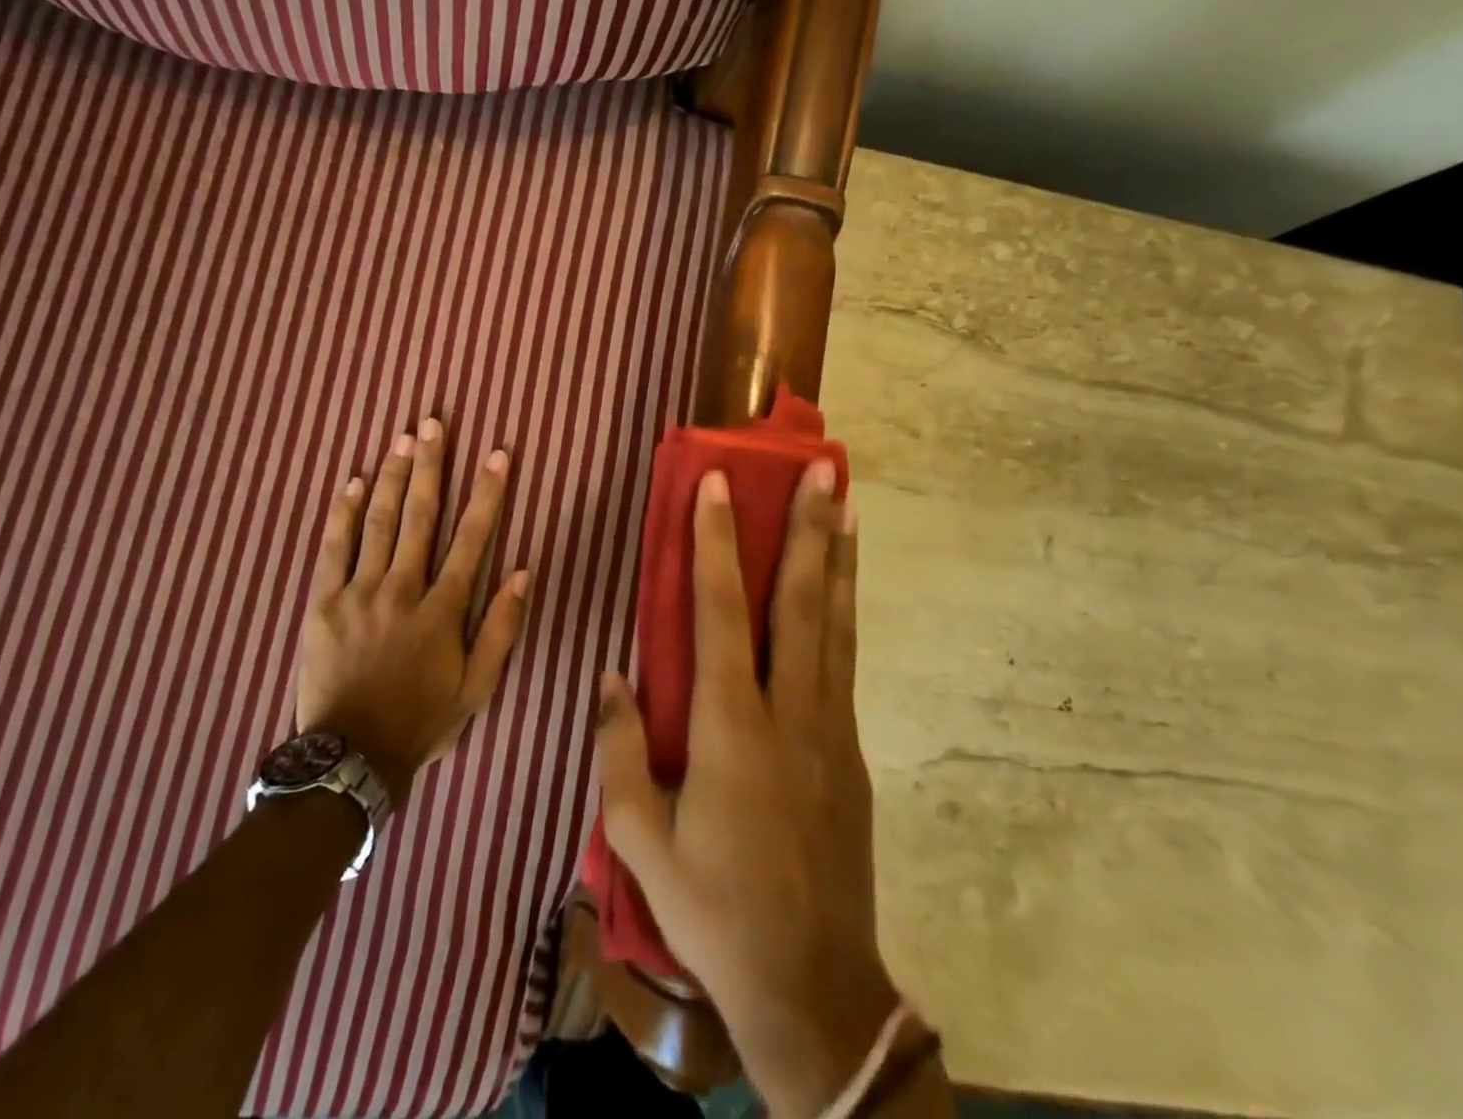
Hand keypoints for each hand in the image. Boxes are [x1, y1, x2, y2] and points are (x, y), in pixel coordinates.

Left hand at [296, 418, 529, 804]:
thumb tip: (522, 573)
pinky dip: (343, 514)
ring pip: (377, 522)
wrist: (349, 757)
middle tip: (433, 424)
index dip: (487, 493)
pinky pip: (333, 549)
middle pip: (418, 515)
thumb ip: (500, 628)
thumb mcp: (477, 688)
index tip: (498, 454)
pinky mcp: (323, 602)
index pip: (472, 538)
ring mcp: (358, 592)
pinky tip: (352, 483)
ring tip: (401, 439)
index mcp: (442, 608)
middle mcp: (402, 587)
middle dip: (429, 466)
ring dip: (390, 477)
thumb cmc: (420, 721)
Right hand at [596, 464, 891, 1118]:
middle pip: (800, 603)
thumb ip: (619, 749)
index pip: (720, 612)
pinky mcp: (850, 751)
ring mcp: (830, 729)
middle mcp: (789, 712)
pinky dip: (843, 610)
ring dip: (840, 559)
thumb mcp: (640, 838)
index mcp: (731, 728)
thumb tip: (612, 674)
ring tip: (848, 506)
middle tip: (822, 473)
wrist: (812, 988)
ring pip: (835, 624)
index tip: (720, 485)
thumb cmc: (714, 909)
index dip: (718, 543)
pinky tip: (841, 588)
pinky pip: (843, 660)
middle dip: (808, 531)